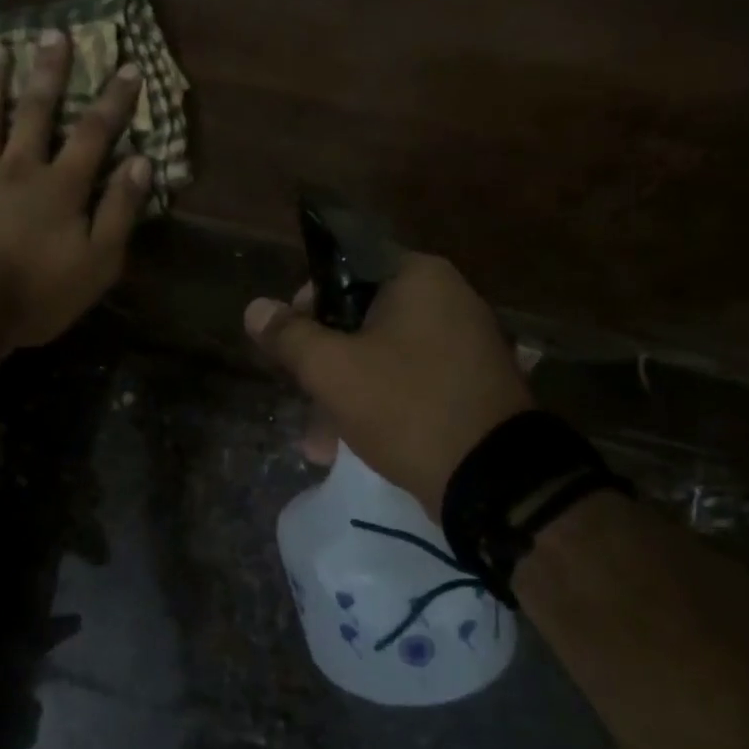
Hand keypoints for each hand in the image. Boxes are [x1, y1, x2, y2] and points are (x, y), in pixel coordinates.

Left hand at [0, 31, 151, 349]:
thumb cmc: (39, 293)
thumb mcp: (98, 262)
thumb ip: (119, 212)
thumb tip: (140, 163)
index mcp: (57, 187)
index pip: (92, 134)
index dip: (113, 101)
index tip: (128, 66)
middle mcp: (13, 172)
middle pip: (31, 114)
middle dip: (46, 74)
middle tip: (51, 33)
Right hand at [245, 254, 533, 515]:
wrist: (493, 480)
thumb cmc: (405, 407)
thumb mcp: (332, 370)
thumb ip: (289, 336)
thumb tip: (255, 308)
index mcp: (418, 277)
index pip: (344, 268)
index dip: (306, 302)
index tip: (289, 342)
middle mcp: (447, 299)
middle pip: (360, 317)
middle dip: (322, 362)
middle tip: (301, 396)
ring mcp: (464, 343)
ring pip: (381, 355)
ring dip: (343, 393)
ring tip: (317, 442)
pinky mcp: (469, 384)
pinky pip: (409, 381)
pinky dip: (378, 404)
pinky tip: (349, 446)